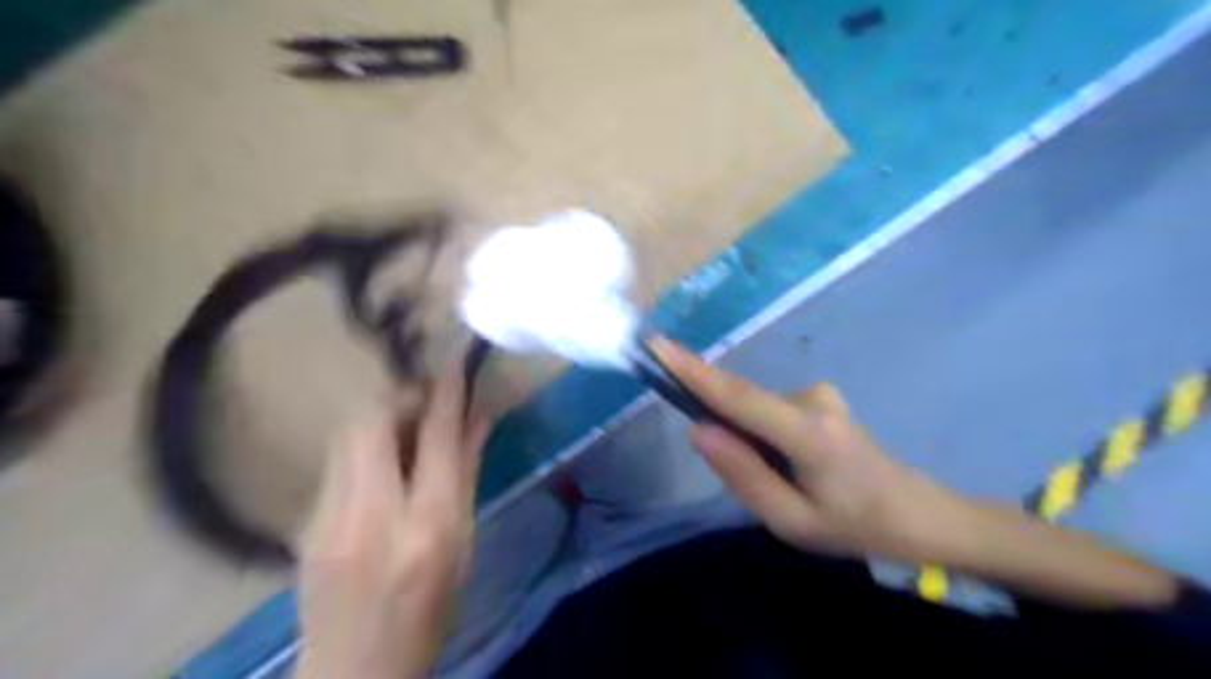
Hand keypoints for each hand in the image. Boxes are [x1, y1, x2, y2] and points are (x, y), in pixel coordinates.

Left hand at [294, 362, 489, 678]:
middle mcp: (371, 513)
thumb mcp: (463, 541)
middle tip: (427, 399)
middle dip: (401, 394)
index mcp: (427, 525)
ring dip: (381, 416)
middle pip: (371, 421)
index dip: (446, 392)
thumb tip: (479, 417)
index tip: (453, 361)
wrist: (356, 669)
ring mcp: (326, 517)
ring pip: (347, 434)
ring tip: (408, 426)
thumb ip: (467, 472)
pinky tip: (383, 464)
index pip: (437, 437)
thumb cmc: (430, 608)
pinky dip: (366, 444)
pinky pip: (337, 459)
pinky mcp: (305, 521)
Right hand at [649, 336, 972, 565]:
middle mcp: (812, 400)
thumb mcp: (790, 520)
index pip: (739, 397)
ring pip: (756, 409)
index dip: (694, 372)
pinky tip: (791, 466)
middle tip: (741, 466)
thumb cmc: (854, 526)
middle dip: (721, 423)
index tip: (659, 347)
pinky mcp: (820, 396)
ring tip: (783, 482)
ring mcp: (819, 393)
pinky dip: (762, 433)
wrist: (917, 515)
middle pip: (743, 401)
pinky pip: (770, 409)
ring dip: (748, 438)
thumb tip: (698, 430)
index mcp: (809, 434)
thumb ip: (742, 474)